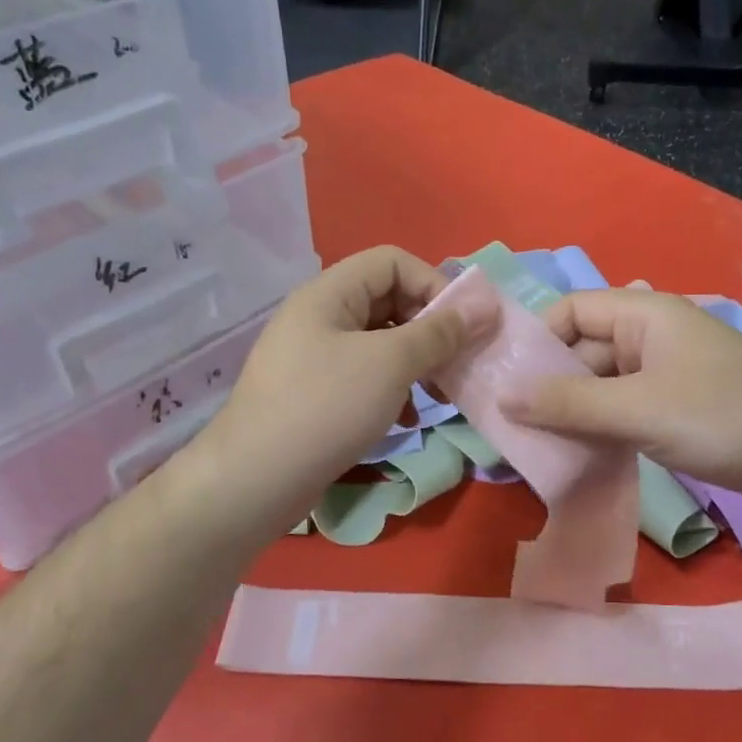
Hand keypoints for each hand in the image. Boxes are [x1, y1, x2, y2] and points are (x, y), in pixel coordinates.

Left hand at [187, 247, 495, 534]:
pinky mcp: (315, 394)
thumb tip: (484, 306)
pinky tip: (406, 419)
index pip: (392, 262)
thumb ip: (439, 333)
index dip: (432, 283)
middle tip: (457, 362)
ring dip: (416, 362)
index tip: (461, 325)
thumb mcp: (391, 364)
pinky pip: (364, 376)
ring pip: (380, 343)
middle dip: (429, 329)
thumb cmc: (327, 407)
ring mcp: (314, 357)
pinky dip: (392, 389)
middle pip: (388, 301)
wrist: (256, 480)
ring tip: (439, 393)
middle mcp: (320, 317)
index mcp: (329, 293)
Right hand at [502, 288, 741, 495]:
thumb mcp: (635, 409)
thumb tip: (501, 398)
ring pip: (603, 382)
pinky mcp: (677, 403)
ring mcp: (667, 370)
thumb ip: (567, 403)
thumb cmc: (718, 418)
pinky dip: (601, 424)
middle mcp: (653, 334)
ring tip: (542, 445)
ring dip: (574, 410)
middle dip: (551, 384)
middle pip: (584, 348)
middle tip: (516, 425)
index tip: (511, 382)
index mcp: (645, 314)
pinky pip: (624, 405)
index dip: (538, 341)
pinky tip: (582, 452)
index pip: (572, 310)